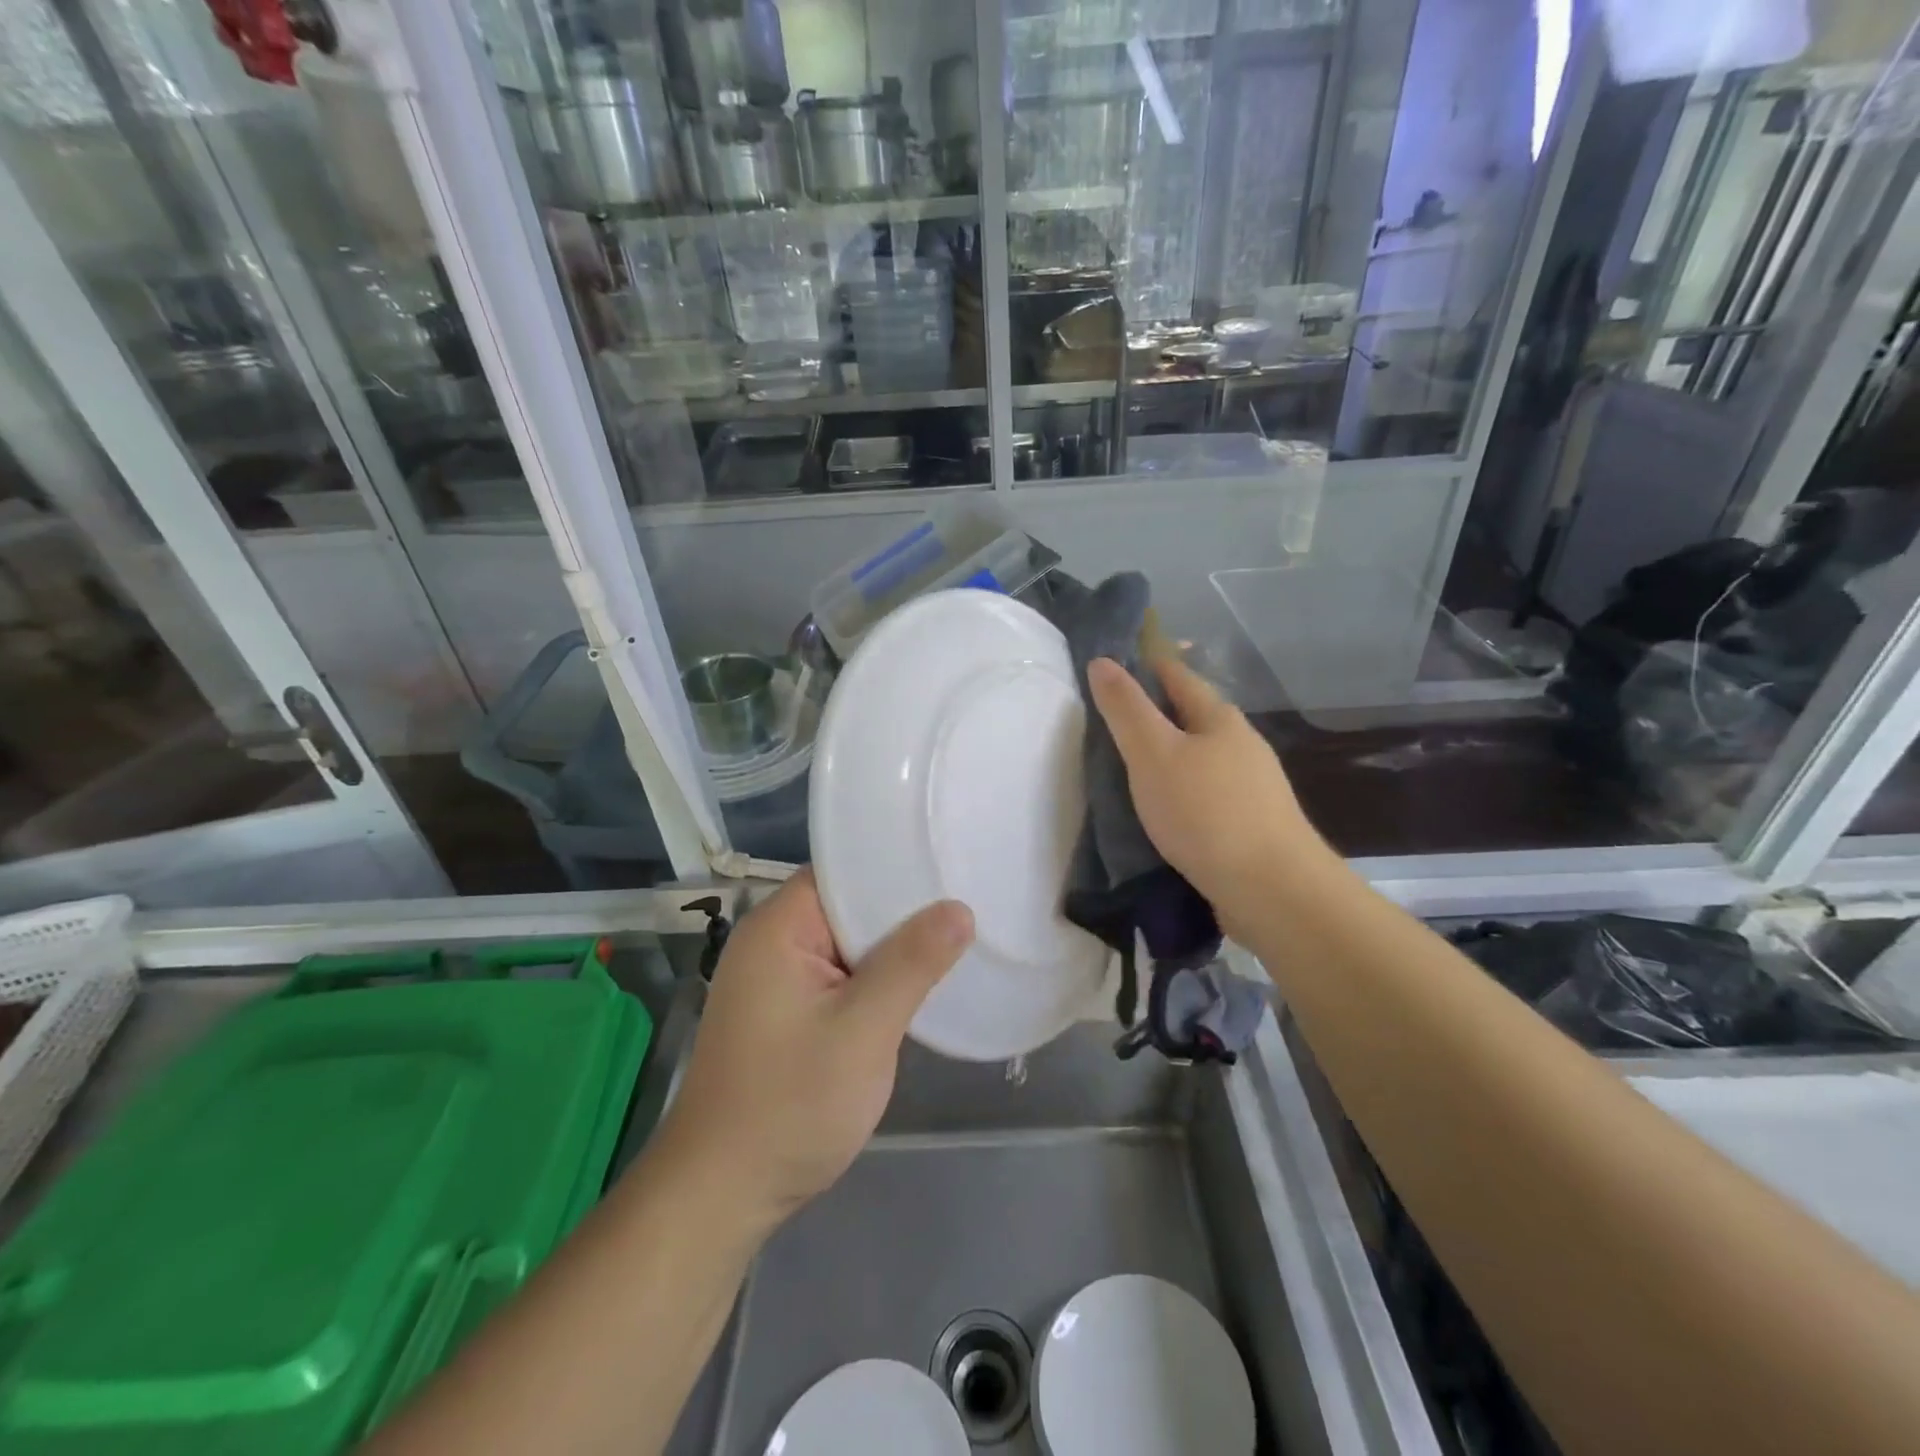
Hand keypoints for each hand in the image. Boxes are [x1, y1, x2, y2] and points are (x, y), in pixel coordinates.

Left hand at [645, 869, 973, 1237]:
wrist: (723, 1195)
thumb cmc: (790, 1105)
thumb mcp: (862, 1032)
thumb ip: (911, 965)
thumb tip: (959, 909)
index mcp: (779, 927)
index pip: (843, 870)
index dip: (895, 865)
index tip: (950, 863)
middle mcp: (773, 941)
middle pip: (848, 904)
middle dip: (903, 907)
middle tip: (969, 896)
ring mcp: (778, 979)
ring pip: (849, 943)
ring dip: (893, 946)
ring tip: (958, 933)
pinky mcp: (788, 1011)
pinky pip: (841, 974)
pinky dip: (876, 976)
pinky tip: (919, 982)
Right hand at [1087, 655, 1331, 939]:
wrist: (1273, 890)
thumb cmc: (1206, 813)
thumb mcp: (1153, 754)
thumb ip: (1126, 709)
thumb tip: (1102, 661)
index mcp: (1219, 719)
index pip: (1177, 676)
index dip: (1144, 666)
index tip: (1111, 668)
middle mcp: (1242, 745)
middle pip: (1192, 717)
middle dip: (1155, 715)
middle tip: (1110, 724)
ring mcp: (1252, 787)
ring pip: (1201, 759)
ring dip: (1169, 758)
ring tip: (1131, 770)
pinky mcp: (1252, 825)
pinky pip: (1207, 795)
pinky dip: (1181, 793)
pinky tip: (1164, 812)